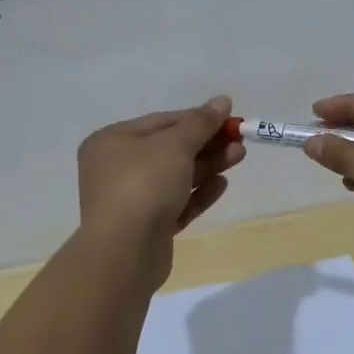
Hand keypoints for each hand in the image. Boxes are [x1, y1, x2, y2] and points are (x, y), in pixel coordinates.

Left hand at [76, 96, 243, 282]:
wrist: (124, 252)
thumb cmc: (144, 185)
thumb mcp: (175, 145)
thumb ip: (200, 122)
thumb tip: (221, 101)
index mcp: (113, 142)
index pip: (162, 122)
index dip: (197, 118)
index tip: (229, 117)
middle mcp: (117, 168)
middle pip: (171, 150)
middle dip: (207, 143)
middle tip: (240, 139)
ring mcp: (132, 200)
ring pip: (176, 177)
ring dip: (208, 165)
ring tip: (240, 156)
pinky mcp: (147, 227)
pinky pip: (177, 203)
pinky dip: (199, 193)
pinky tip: (222, 184)